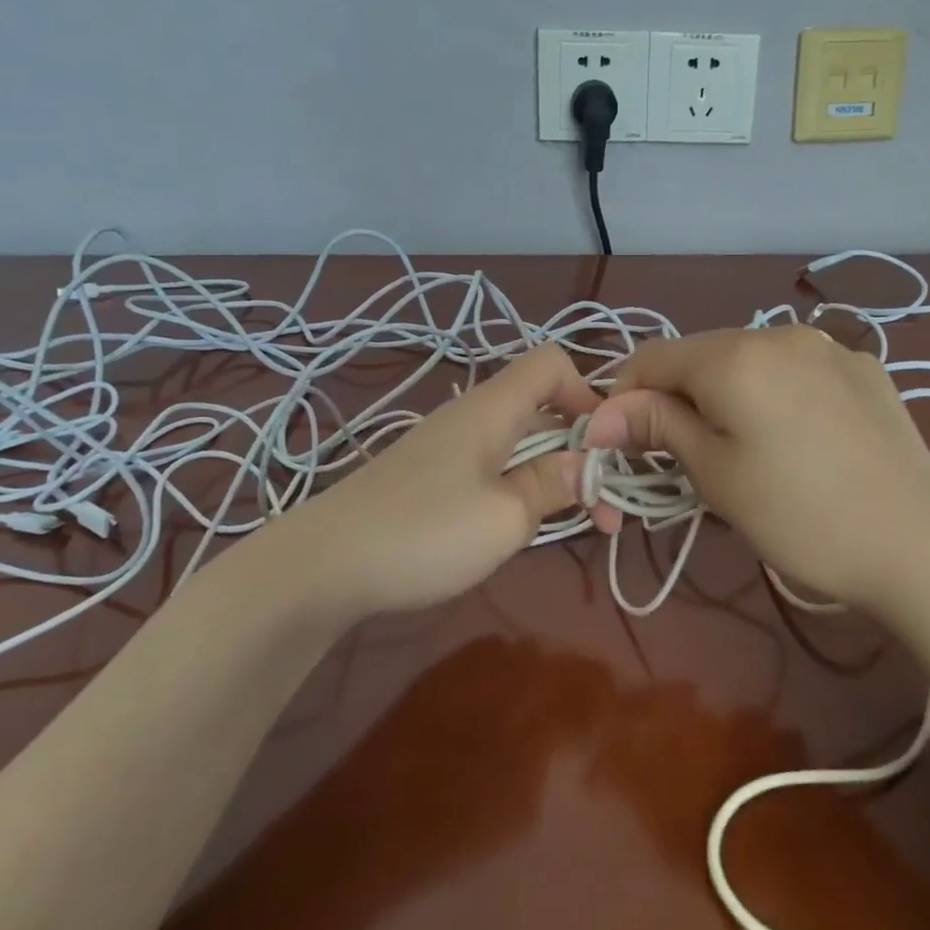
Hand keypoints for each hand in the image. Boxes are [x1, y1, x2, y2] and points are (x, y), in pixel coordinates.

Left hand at [254, 344, 600, 621]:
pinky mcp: (430, 476)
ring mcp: (448, 446)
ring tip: (574, 522)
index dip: (589, 392)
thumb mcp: (505, 516)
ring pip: (519, 441)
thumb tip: (586, 464)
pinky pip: (492, 465)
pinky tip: (519, 526)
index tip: (606, 447)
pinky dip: (520, 486)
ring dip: (553, 473)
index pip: (552, 363)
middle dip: (581, 447)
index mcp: (493, 409)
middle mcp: (472, 416)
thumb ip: (552, 484)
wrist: (324, 566)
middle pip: (542, 406)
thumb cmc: (424, 533)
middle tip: (604, 506)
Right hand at [583, 326, 929, 611]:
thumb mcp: (715, 474)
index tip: (624, 443)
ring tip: (744, 449)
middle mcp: (780, 333)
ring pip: (750, 360)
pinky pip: (796, 369)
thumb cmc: (799, 517)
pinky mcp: (864, 369)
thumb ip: (657, 426)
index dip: (625, 396)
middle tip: (686, 456)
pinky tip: (798, 438)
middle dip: (678, 396)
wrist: (919, 544)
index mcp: (735, 355)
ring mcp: (829, 346)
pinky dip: (775, 393)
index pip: (652, 357)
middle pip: (702, 355)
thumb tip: (600, 414)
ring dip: (727, 394)